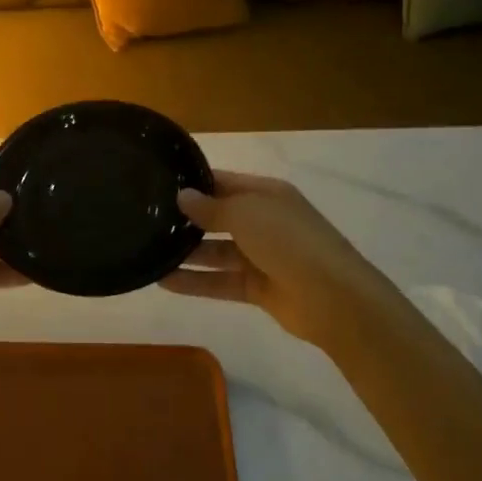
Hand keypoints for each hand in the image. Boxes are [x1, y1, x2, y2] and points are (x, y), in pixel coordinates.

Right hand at [163, 170, 380, 347]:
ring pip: (216, 251)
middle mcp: (263, 221)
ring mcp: (262, 256)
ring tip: (148, 250)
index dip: (194, 183)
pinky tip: (163, 281)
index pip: (223, 182)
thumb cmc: (289, 241)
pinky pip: (220, 281)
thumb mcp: (246, 214)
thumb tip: (183, 196)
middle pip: (218, 217)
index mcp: (266, 194)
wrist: (334, 298)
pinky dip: (195, 281)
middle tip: (147, 220)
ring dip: (187, 252)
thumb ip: (211, 207)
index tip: (158, 185)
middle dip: (187, 219)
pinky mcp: (258, 288)